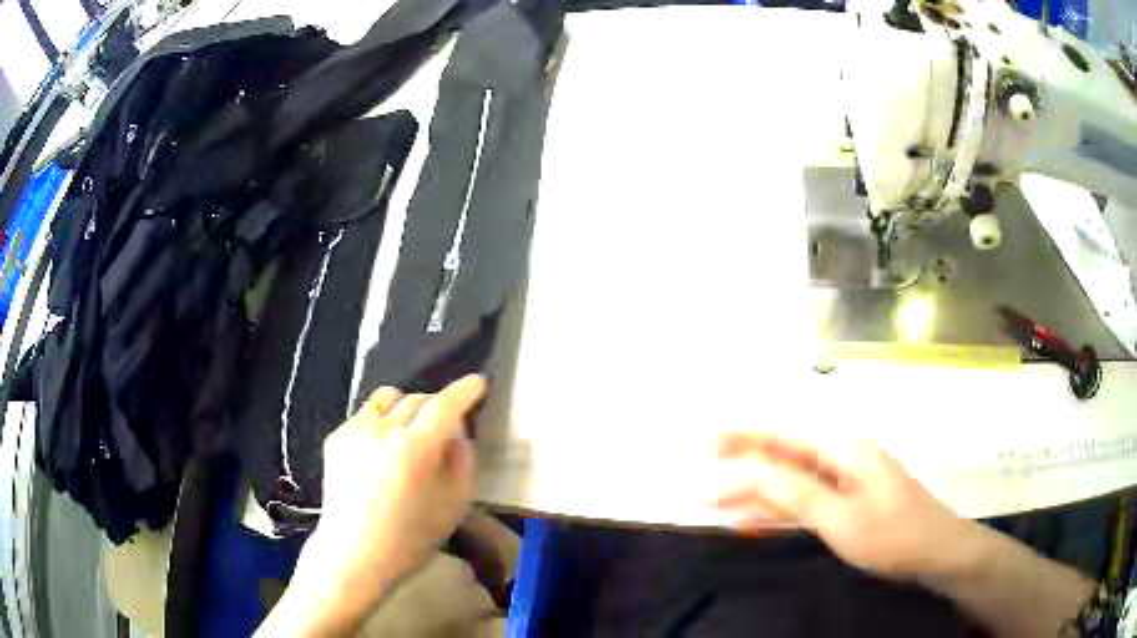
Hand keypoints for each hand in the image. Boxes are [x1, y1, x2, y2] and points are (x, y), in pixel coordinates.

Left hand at [303, 375, 487, 599]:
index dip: (463, 391)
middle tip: (443, 429)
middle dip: (437, 407)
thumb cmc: (408, 539)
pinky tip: (380, 452)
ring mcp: (354, 431)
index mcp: (413, 450)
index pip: (444, 405)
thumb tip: (458, 433)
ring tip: (408, 433)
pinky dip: (381, 423)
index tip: (477, 383)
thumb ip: (462, 463)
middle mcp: (382, 431)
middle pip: (417, 398)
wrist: (352, 553)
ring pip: (388, 398)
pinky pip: (366, 415)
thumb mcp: (452, 507)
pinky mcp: (336, 437)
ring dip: (406, 408)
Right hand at [710, 432, 979, 581]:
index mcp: (843, 449)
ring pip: (792, 480)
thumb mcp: (840, 517)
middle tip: (703, 465)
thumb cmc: (892, 533)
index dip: (744, 435)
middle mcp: (842, 457)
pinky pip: (804, 501)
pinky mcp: (848, 503)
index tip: (707, 439)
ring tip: (717, 500)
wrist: (935, 553)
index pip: (784, 434)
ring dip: (756, 489)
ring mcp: (846, 481)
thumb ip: (794, 492)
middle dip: (744, 459)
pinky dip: (777, 509)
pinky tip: (753, 520)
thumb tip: (749, 470)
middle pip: (785, 453)